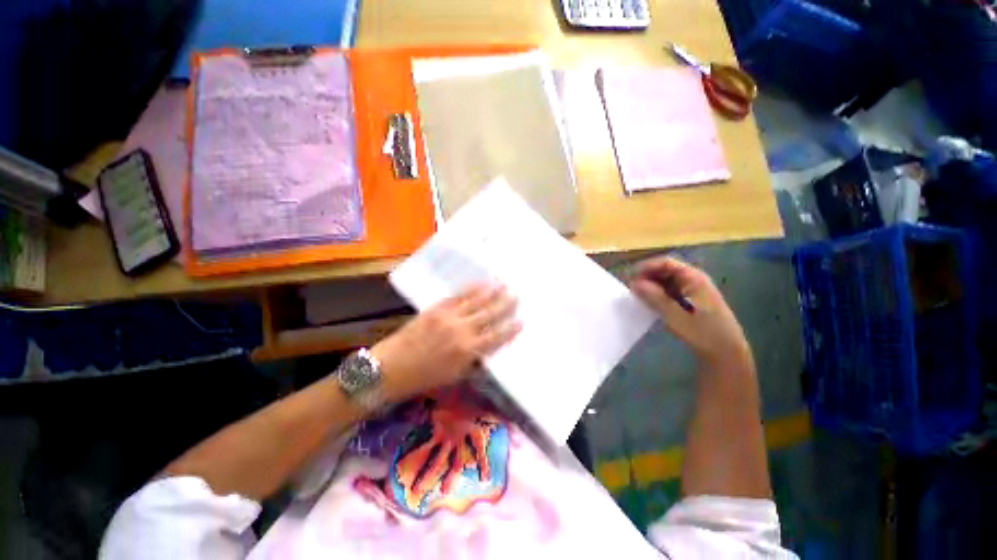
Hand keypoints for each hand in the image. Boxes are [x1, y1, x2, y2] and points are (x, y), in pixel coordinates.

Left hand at [372, 284, 521, 402]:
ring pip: (475, 302)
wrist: (391, 367)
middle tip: (516, 294)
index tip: (522, 320)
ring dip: (491, 292)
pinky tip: (480, 284)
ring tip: (503, 284)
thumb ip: (474, 361)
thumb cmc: (424, 377)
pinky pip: (458, 296)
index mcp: (468, 351)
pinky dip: (471, 290)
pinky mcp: (436, 309)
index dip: (510, 328)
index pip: (496, 336)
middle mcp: (462, 330)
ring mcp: (449, 317)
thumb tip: (488, 349)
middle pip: (489, 314)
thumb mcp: (454, 375)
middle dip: (505, 304)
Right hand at [629, 257, 751, 369]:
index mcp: (693, 277)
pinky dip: (659, 294)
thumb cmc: (701, 331)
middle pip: (666, 270)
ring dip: (652, 286)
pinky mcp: (692, 301)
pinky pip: (671, 291)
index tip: (630, 277)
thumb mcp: (673, 314)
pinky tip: (650, 303)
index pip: (666, 263)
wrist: (726, 352)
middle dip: (647, 277)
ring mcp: (694, 290)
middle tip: (632, 288)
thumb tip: (633, 283)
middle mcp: (694, 280)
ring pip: (667, 281)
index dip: (646, 267)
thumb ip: (653, 296)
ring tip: (638, 296)